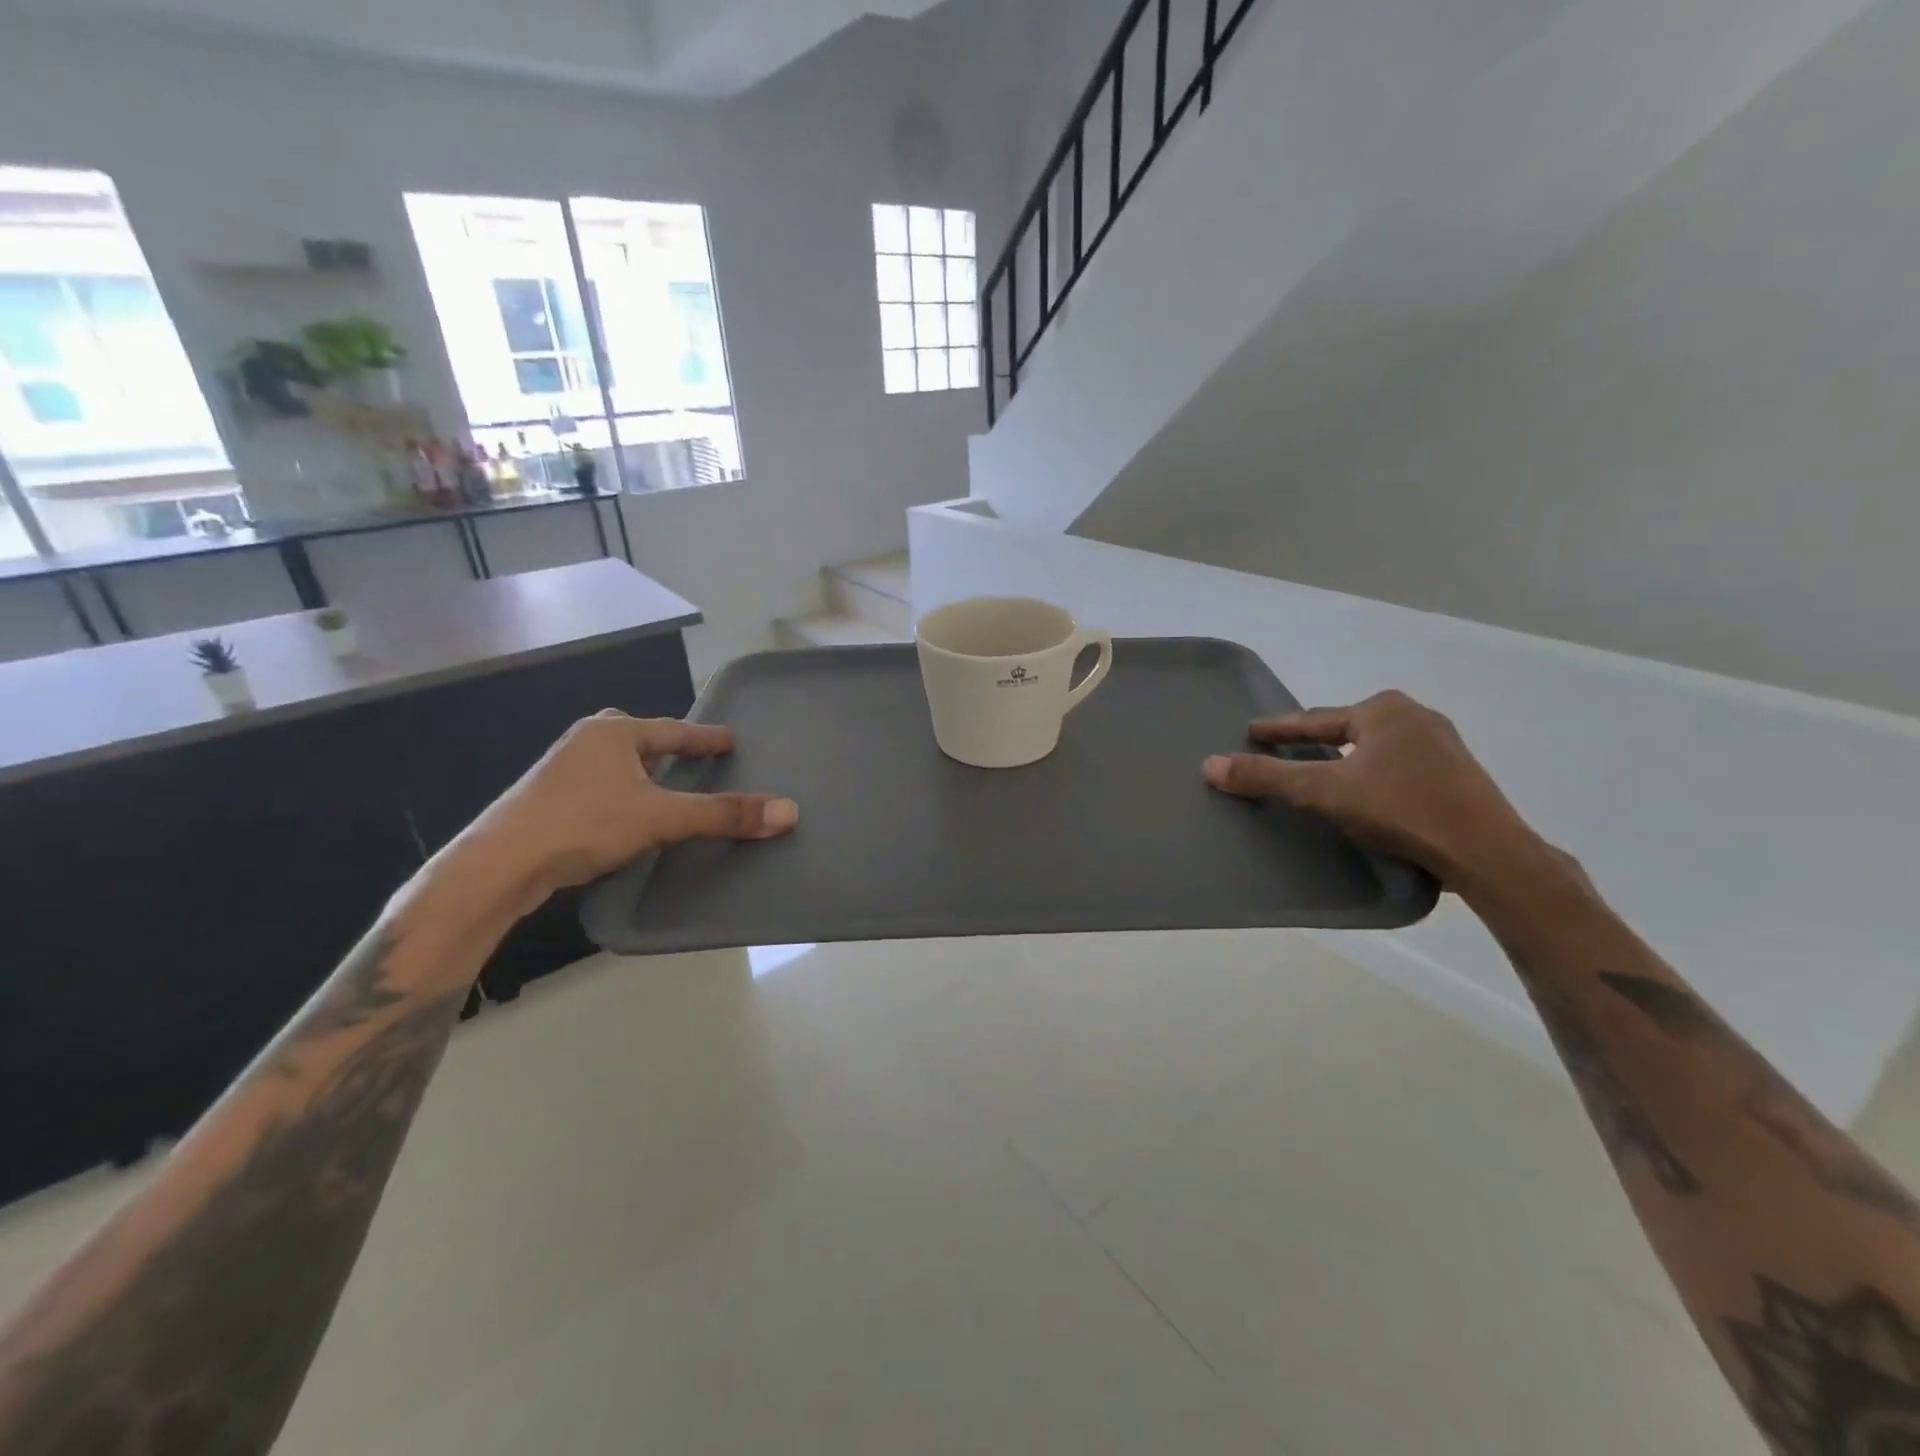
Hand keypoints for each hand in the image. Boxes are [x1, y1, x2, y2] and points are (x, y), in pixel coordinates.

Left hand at [453, 711, 797, 909]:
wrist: (500, 864)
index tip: (730, 740)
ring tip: (664, 789)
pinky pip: (598, 787)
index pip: (673, 730)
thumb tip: (789, 811)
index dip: (705, 737)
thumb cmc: (585, 824)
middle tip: (691, 760)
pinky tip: (626, 817)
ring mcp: (560, 771)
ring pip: (614, 764)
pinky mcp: (545, 801)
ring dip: (640, 773)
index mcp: (613, 732)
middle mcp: (585, 742)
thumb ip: (724, 814)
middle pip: (637, 738)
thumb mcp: (662, 818)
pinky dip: (621, 795)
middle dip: (664, 748)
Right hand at [1202, 690, 1541, 887]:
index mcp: (1382, 710)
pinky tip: (1369, 796)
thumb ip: (1267, 777)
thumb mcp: (1324, 792)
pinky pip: (1400, 766)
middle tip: (1286, 754)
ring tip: (1324, 776)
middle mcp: (1415, 716)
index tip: (1251, 732)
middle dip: (1316, 741)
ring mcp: (1443, 744)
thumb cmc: (1401, 809)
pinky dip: (1375, 775)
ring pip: (1375, 748)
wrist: (1487, 852)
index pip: (1313, 719)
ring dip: (1347, 759)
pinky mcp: (1459, 774)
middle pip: (1346, 729)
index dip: (1278, 729)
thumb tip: (1209, 765)